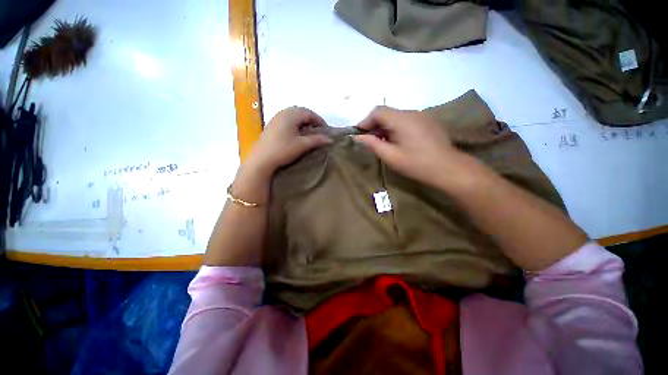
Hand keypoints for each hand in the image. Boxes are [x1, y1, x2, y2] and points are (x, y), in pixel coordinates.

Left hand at [244, 107, 331, 176]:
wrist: (262, 159)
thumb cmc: (283, 150)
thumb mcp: (302, 145)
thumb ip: (317, 140)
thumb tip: (330, 139)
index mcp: (291, 115)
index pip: (309, 113)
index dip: (319, 121)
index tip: (326, 130)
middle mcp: (283, 113)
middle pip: (301, 112)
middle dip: (312, 120)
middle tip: (318, 131)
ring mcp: (276, 118)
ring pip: (294, 116)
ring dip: (303, 122)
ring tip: (309, 133)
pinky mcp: (272, 125)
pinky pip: (287, 120)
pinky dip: (295, 124)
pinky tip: (297, 134)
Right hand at [354, 106, 463, 186]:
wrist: (448, 168)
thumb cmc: (416, 164)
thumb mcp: (390, 156)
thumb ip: (372, 144)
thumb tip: (357, 137)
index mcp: (402, 119)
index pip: (377, 111)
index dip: (365, 121)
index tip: (359, 135)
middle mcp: (412, 112)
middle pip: (387, 113)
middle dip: (375, 125)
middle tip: (370, 141)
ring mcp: (422, 116)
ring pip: (396, 116)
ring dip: (385, 127)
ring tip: (383, 143)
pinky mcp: (427, 121)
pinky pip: (406, 120)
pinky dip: (396, 128)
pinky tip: (398, 141)